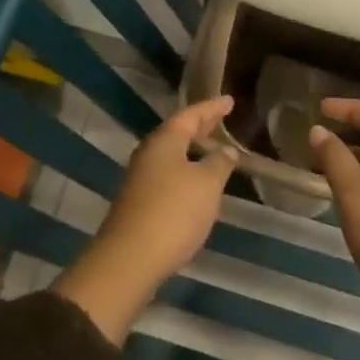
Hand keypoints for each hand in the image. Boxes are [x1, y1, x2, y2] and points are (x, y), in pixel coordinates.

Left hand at [53, 96, 236, 341]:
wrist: (130, 259)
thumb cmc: (173, 211)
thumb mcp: (207, 185)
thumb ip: (219, 163)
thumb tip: (226, 151)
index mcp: (164, 140)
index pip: (191, 115)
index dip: (212, 107)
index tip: (229, 101)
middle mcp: (149, 154)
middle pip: (178, 133)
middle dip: (201, 126)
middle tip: (221, 119)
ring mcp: (141, 179)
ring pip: (173, 155)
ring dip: (193, 150)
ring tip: (214, 150)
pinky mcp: (140, 203)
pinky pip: (168, 175)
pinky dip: (186, 171)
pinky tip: (198, 183)